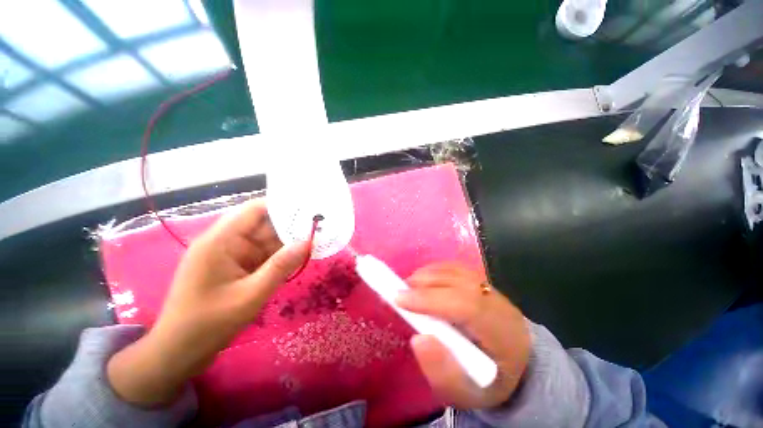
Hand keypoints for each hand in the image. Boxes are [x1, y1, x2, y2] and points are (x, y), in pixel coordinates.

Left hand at [107, 198, 309, 406]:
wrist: (178, 353)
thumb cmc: (209, 324)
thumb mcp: (250, 295)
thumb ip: (281, 266)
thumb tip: (308, 241)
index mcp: (221, 240)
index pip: (254, 210)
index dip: (282, 205)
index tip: (309, 208)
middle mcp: (226, 242)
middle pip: (263, 225)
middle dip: (291, 225)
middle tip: (320, 225)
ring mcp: (232, 256)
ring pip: (266, 241)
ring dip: (288, 241)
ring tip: (316, 238)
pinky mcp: (237, 267)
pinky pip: (263, 255)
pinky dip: (281, 255)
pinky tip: (300, 256)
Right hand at [396, 263, 530, 408]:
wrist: (511, 367)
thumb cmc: (486, 382)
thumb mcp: (465, 394)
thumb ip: (442, 372)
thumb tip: (418, 339)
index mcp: (503, 333)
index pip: (466, 305)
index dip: (430, 299)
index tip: (400, 300)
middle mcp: (499, 304)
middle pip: (459, 282)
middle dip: (425, 283)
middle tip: (400, 293)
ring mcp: (490, 289)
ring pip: (456, 271)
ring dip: (428, 275)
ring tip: (409, 287)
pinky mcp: (480, 282)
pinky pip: (455, 269)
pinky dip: (435, 270)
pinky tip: (423, 280)